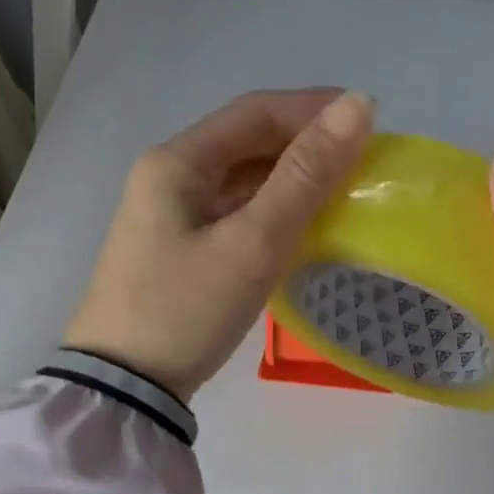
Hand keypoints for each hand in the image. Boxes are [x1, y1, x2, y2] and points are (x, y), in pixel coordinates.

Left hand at [64, 89, 375, 400]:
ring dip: (291, 178)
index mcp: (177, 162)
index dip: (313, 109)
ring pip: (242, 179)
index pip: (254, 113)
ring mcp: (171, 214)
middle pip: (247, 142)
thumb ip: (305, 176)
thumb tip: (357, 106)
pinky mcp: (180, 247)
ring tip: (344, 188)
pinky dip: (272, 209)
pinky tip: (304, 223)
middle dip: (305, 144)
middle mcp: (169, 176)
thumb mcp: (252, 243)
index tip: (368, 120)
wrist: (125, 387)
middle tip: (363, 159)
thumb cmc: (186, 310)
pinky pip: (235, 211)